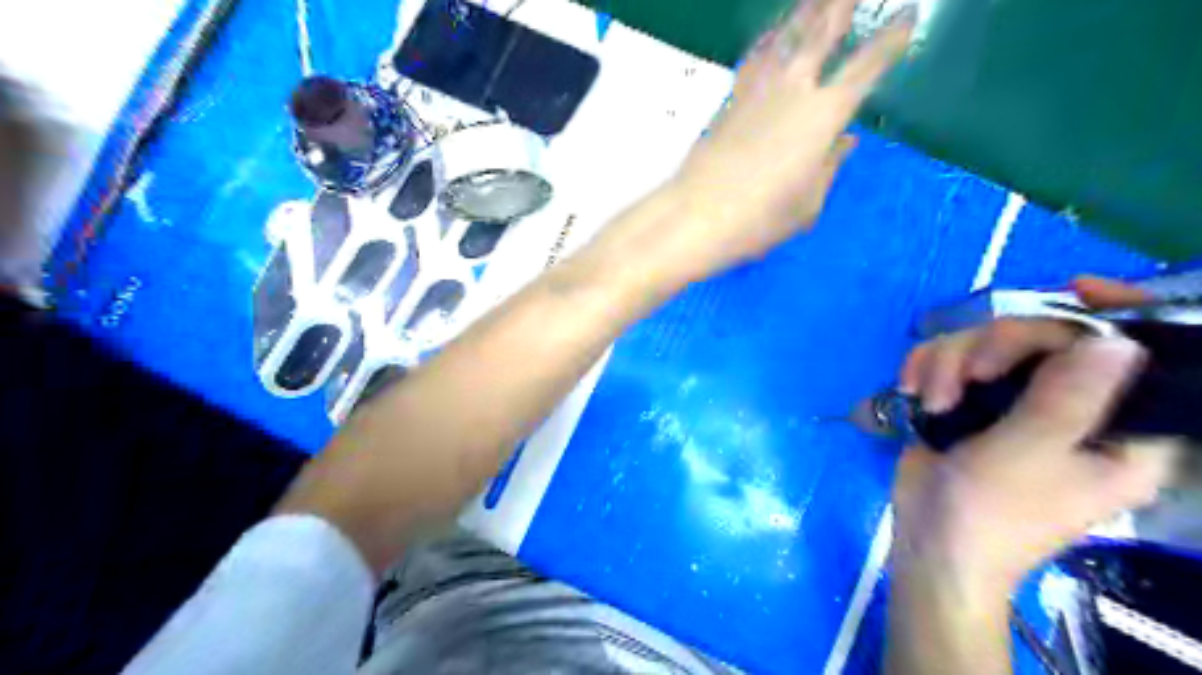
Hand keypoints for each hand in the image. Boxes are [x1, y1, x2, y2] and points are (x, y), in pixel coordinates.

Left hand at [650, 1, 911, 282]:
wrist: (697, 215)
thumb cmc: (760, 219)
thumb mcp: (808, 204)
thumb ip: (829, 167)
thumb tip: (845, 140)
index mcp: (824, 115)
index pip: (867, 67)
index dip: (889, 40)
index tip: (908, 15)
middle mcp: (794, 89)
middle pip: (822, 32)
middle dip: (842, 4)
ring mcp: (758, 90)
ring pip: (786, 36)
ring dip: (807, 10)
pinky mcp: (731, 99)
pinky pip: (755, 57)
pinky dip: (768, 38)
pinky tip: (772, 31)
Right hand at [892, 335, 1175, 591]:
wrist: (928, 541)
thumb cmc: (989, 513)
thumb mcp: (1027, 456)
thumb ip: (1067, 400)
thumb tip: (1114, 342)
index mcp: (1118, 432)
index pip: (1140, 357)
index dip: (1118, 315)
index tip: (1076, 287)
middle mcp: (1071, 408)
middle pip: (1045, 336)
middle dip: (993, 346)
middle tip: (965, 375)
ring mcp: (1015, 402)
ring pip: (986, 342)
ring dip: (947, 361)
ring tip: (930, 400)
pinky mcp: (971, 402)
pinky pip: (949, 358)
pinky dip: (926, 367)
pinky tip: (912, 391)